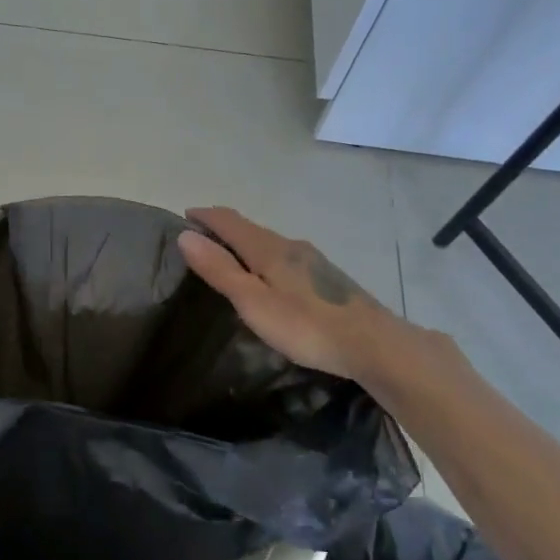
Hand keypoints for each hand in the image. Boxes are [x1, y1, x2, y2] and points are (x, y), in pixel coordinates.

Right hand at [178, 206, 465, 397]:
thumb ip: (220, 270)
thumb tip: (186, 236)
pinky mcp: (326, 277)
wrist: (374, 344)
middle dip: (223, 228)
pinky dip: (264, 257)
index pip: (230, 221)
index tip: (185, 215)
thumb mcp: (253, 302)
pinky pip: (284, 257)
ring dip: (244, 243)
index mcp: (268, 249)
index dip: (206, 216)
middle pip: (250, 229)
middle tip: (201, 237)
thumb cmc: (306, 326)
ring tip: (228, 257)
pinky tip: (268, 277)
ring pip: (269, 243)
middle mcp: (290, 245)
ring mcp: (312, 260)